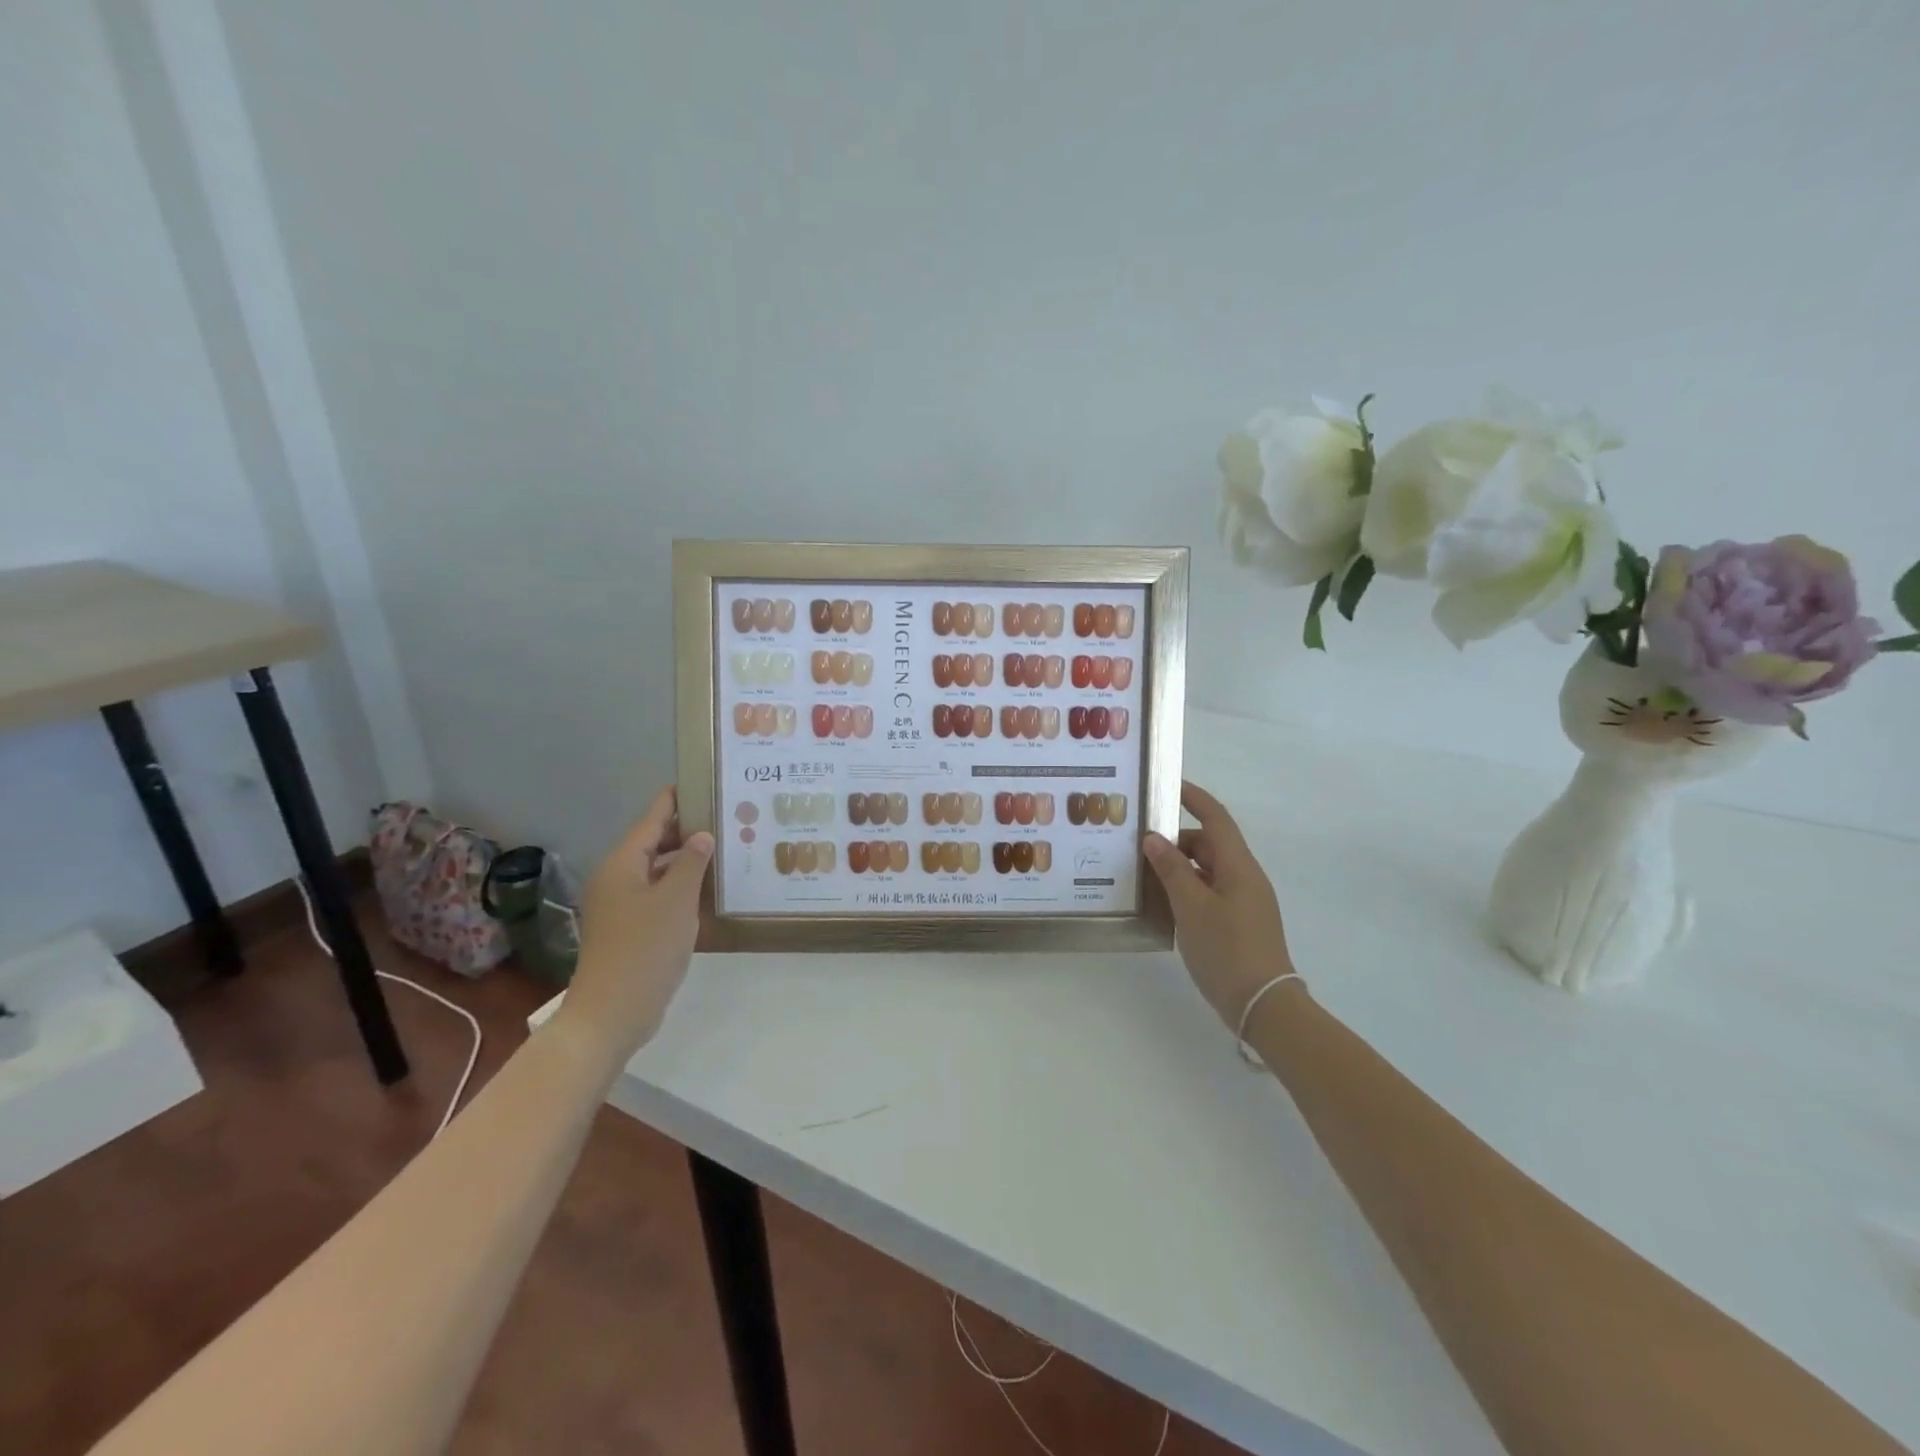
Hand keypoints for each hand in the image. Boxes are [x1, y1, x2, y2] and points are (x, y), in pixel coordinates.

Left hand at [550, 787, 713, 1071]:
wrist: (612, 1013)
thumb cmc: (644, 949)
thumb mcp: (676, 900)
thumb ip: (692, 863)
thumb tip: (702, 836)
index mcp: (623, 863)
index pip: (653, 817)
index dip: (676, 798)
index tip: (703, 780)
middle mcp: (619, 877)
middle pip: (655, 842)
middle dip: (688, 829)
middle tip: (727, 817)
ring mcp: (623, 905)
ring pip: (659, 869)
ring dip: (688, 859)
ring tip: (726, 848)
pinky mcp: (631, 928)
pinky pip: (659, 894)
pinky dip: (682, 886)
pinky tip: (710, 889)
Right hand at [1144, 781, 1301, 1027]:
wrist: (1263, 1004)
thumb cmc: (1226, 949)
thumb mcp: (1191, 906)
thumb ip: (1172, 869)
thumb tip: (1154, 837)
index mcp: (1238, 866)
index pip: (1215, 818)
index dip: (1193, 797)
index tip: (1166, 785)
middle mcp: (1245, 877)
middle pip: (1209, 843)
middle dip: (1176, 838)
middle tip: (1138, 840)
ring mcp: (1244, 901)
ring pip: (1207, 869)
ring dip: (1178, 865)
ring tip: (1142, 871)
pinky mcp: (1238, 922)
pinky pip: (1209, 891)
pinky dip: (1186, 887)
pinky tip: (1162, 901)